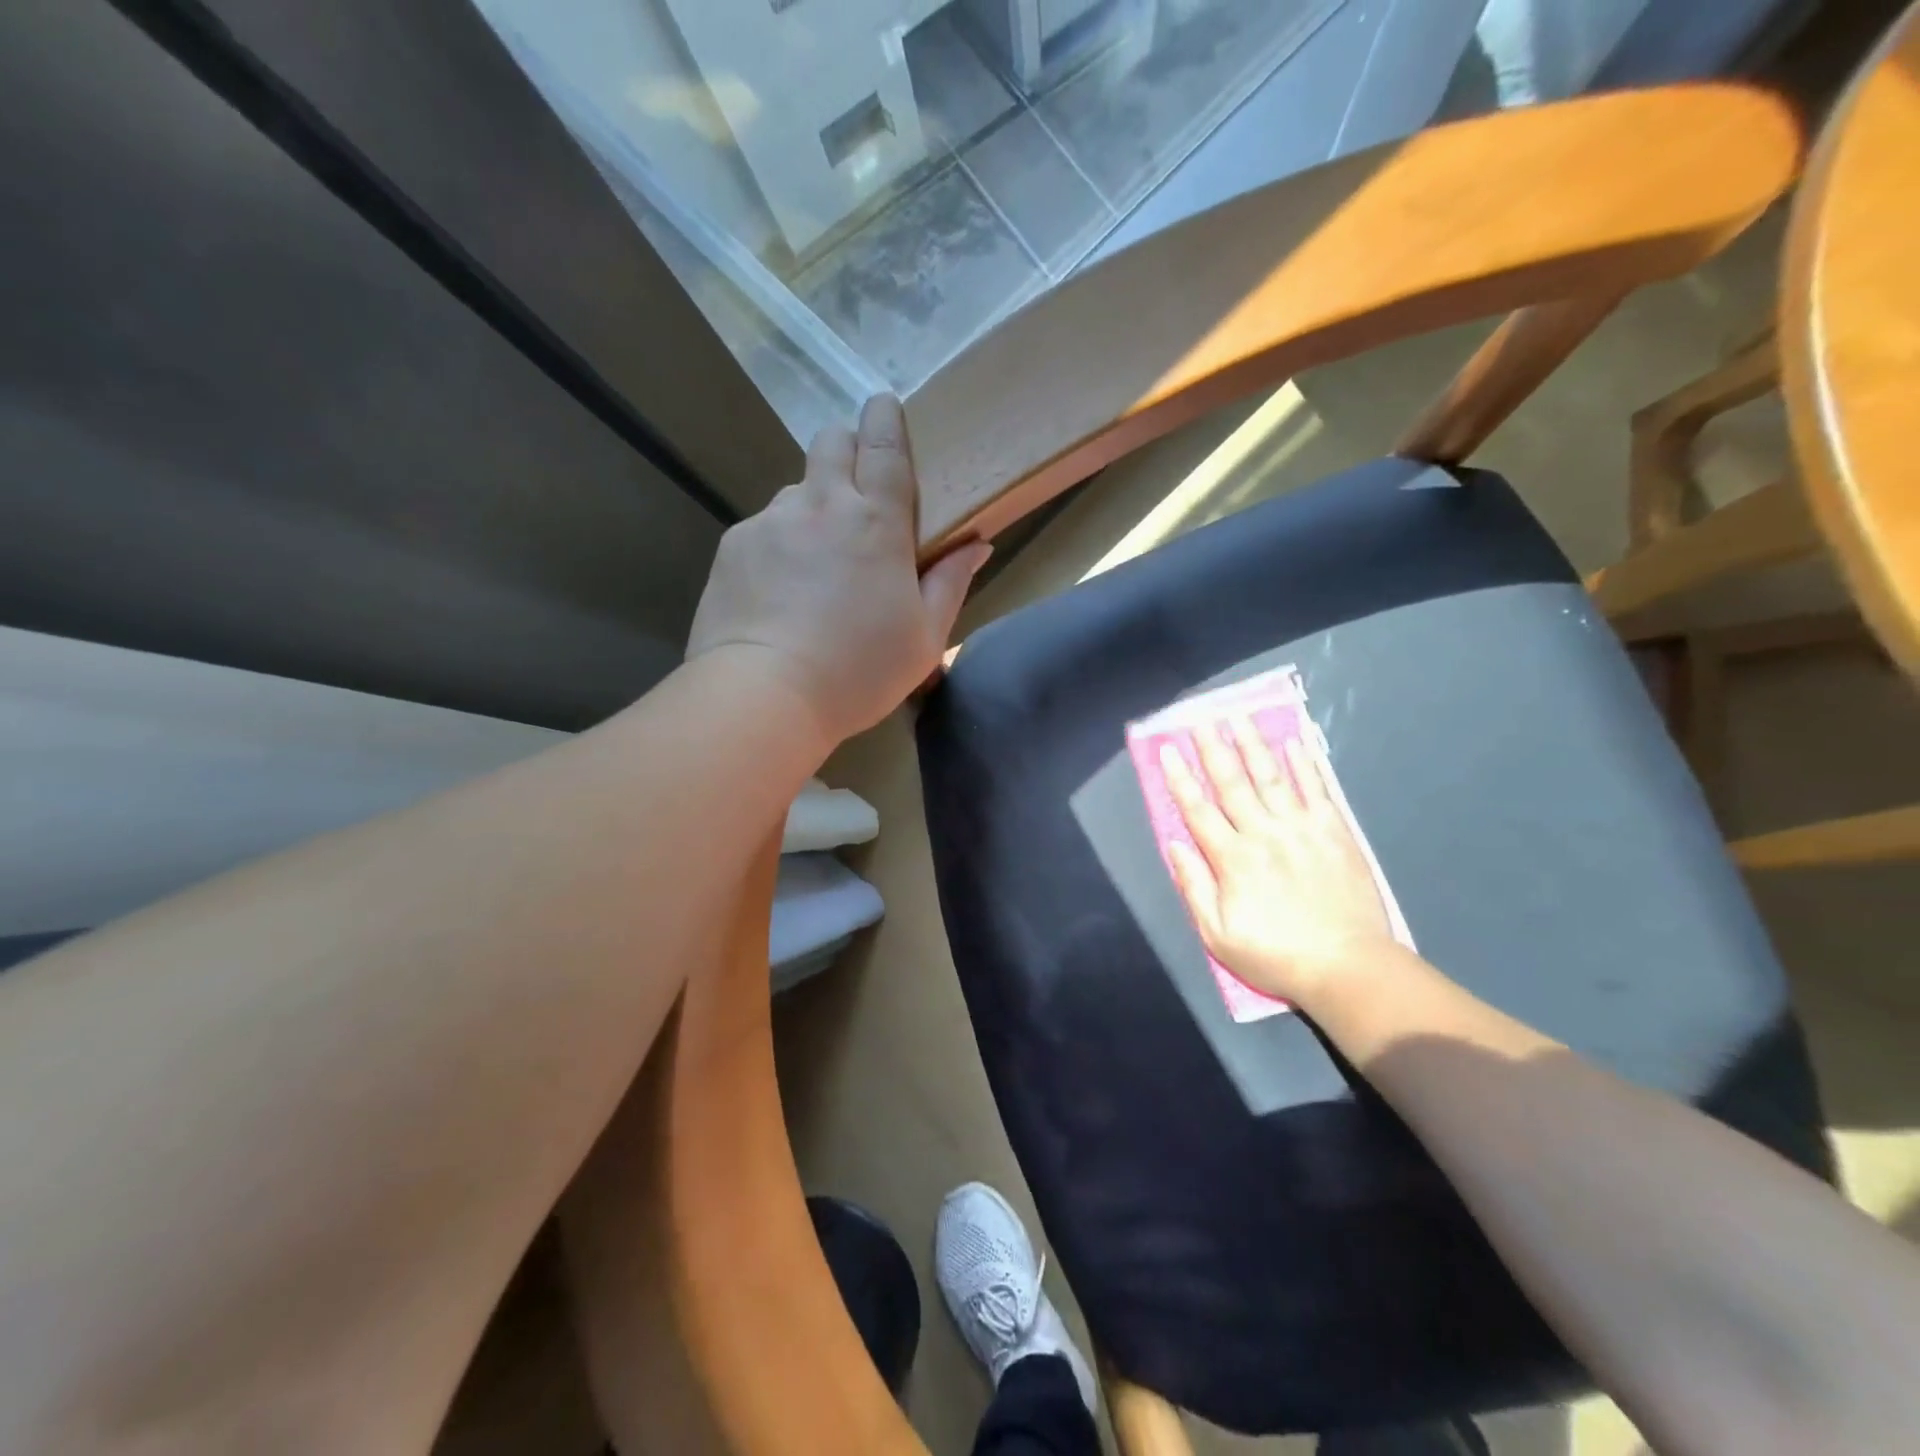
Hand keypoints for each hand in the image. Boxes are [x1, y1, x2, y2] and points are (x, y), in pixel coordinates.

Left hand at [687, 395, 990, 747]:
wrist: (765, 696)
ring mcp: (770, 522)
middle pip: (831, 443)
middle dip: (846, 447)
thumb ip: (950, 583)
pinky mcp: (733, 547)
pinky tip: (779, 591)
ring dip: (812, 506)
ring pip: (795, 490)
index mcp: (876, 522)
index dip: (885, 419)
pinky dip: (778, 544)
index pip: (883, 446)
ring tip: (815, 561)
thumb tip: (977, 544)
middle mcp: (820, 505)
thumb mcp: (924, 638)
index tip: (885, 405)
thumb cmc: (859, 671)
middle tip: (856, 488)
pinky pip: (763, 529)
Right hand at [1162, 718, 1397, 1006]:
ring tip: (1239, 717)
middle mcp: (1263, 834)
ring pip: (1271, 777)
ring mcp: (1301, 829)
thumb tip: (1174, 844)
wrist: (1347, 967)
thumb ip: (1194, 887)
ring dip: (1253, 745)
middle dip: (1213, 749)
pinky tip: (1294, 742)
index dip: (1180, 778)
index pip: (1198, 809)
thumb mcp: (1218, 935)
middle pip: (1232, 783)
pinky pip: (1317, 790)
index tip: (1168, 749)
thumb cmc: (1275, 955)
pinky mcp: (1334, 832)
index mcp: (1232, 859)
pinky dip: (1305, 764)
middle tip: (1200, 719)